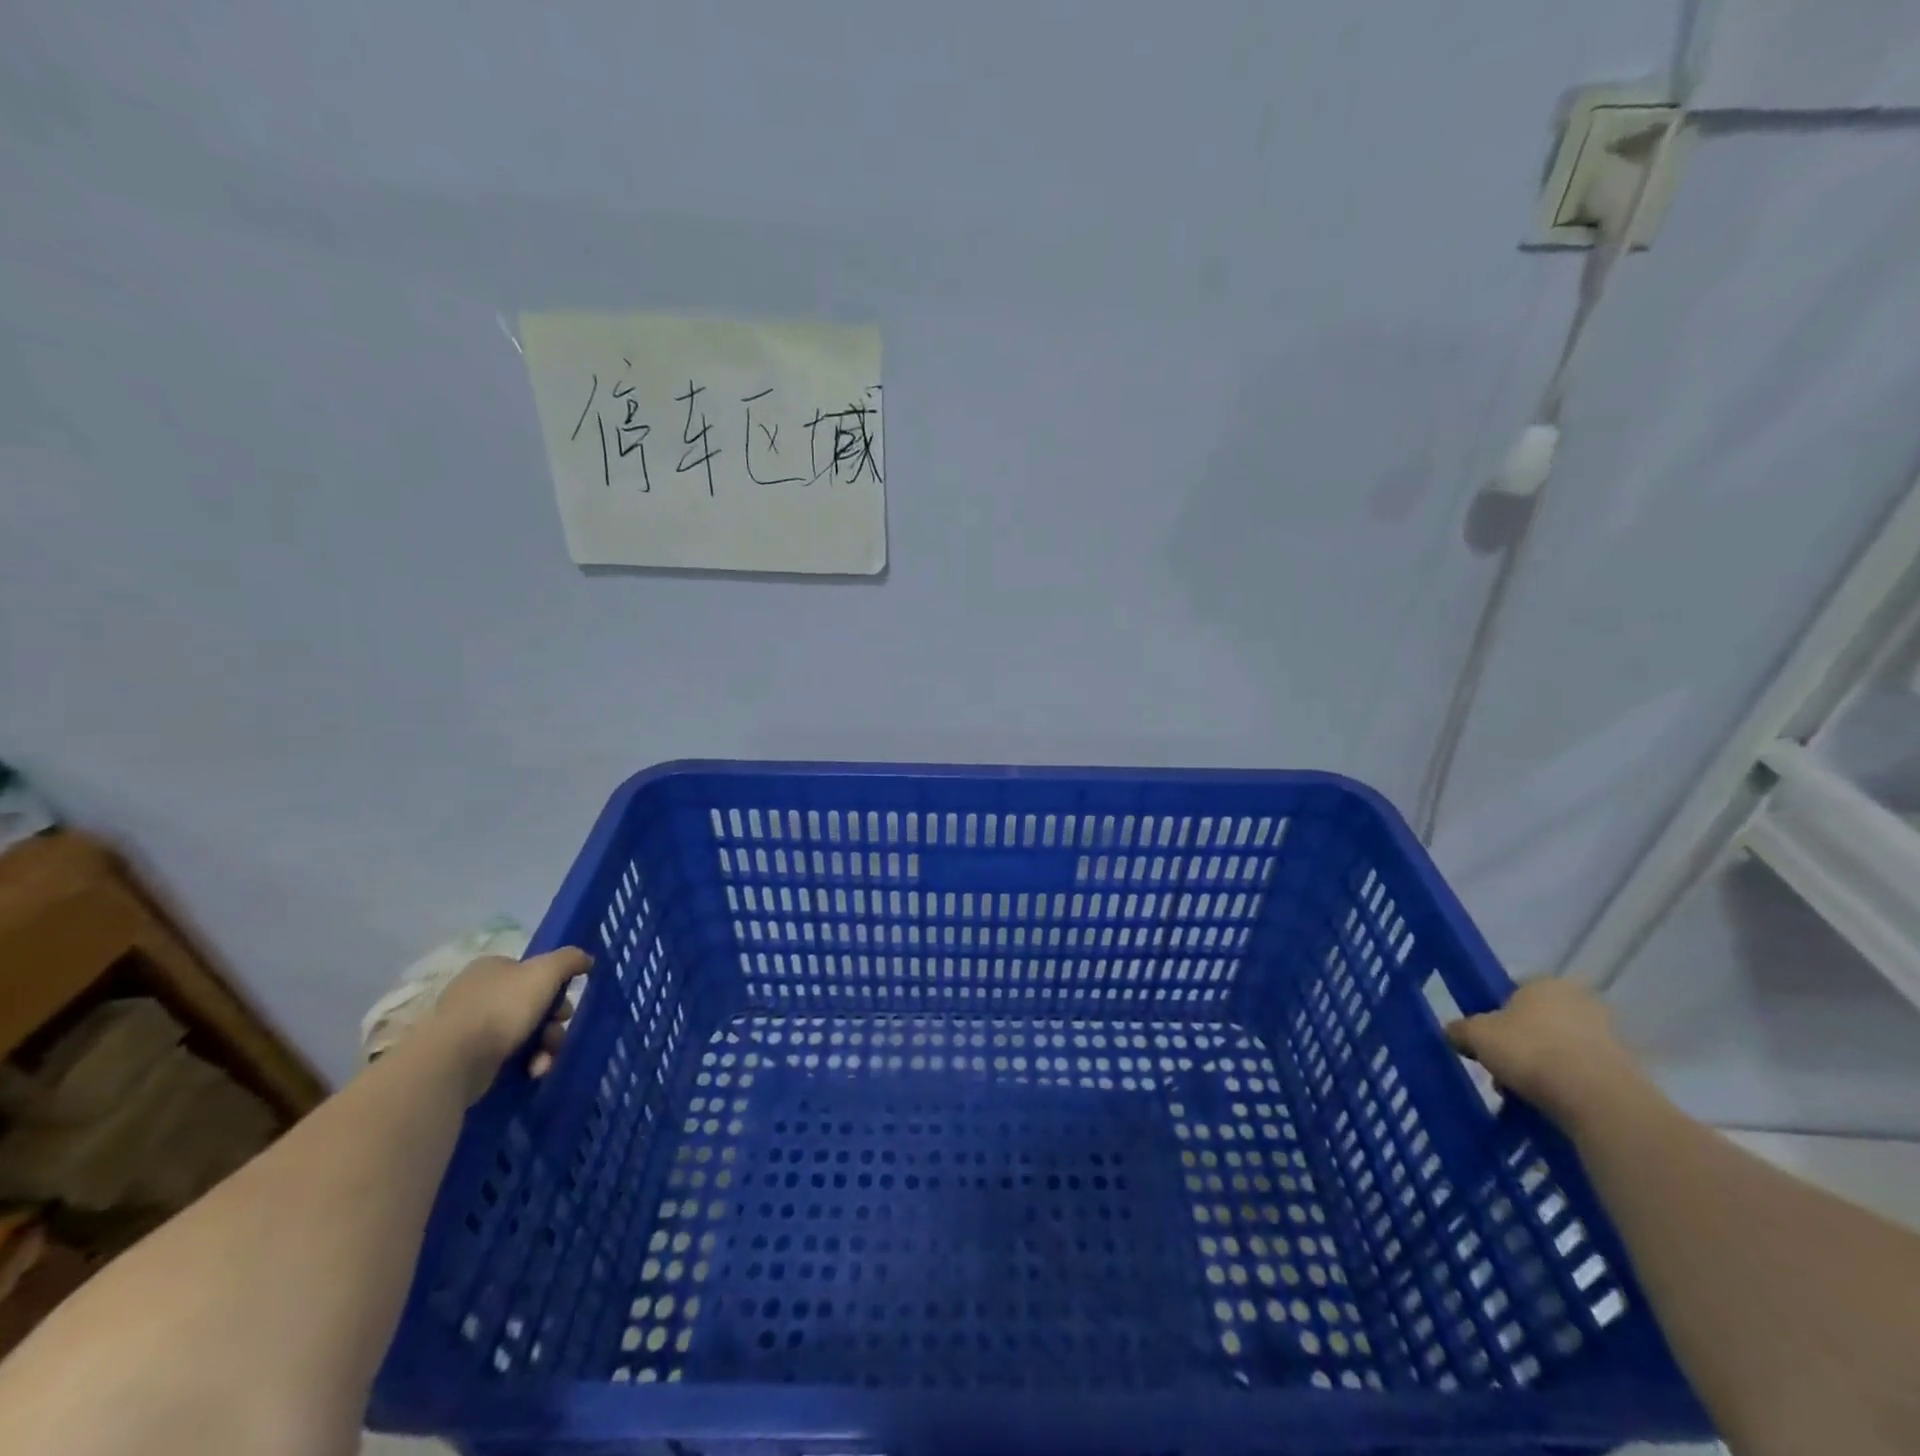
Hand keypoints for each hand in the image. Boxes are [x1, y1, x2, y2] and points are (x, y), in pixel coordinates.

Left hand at [430, 947, 590, 1102]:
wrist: (452, 1061)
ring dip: (544, 1047)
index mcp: (492, 968)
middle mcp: (478, 993)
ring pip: (524, 1033)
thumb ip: (570, 960)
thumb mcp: (545, 972)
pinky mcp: (466, 1059)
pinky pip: (507, 1057)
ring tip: (544, 1061)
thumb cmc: (501, 1008)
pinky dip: (525, 1063)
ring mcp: (469, 1028)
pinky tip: (531, 1072)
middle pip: (533, 1005)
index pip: (532, 972)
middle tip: (556, 1033)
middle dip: (552, 1023)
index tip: (563, 1005)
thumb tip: (586, 959)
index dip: (555, 987)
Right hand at [1445, 977, 1644, 1128]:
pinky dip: (1564, 1086)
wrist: (1597, 1100)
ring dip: (1540, 1068)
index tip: (1485, 1039)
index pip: (1513, 992)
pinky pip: (1580, 1074)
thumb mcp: (1475, 1035)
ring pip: (1558, 1049)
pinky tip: (1546, 1104)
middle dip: (1518, 1045)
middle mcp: (1581, 1002)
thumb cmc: (1529, 1050)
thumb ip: (1459, 1030)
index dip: (1494, 1015)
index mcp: (1546, 983)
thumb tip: (1454, 1033)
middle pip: (1537, 1022)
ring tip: (1519, 1093)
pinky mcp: (1624, 1071)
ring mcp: (1608, 1037)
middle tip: (1500, 1068)